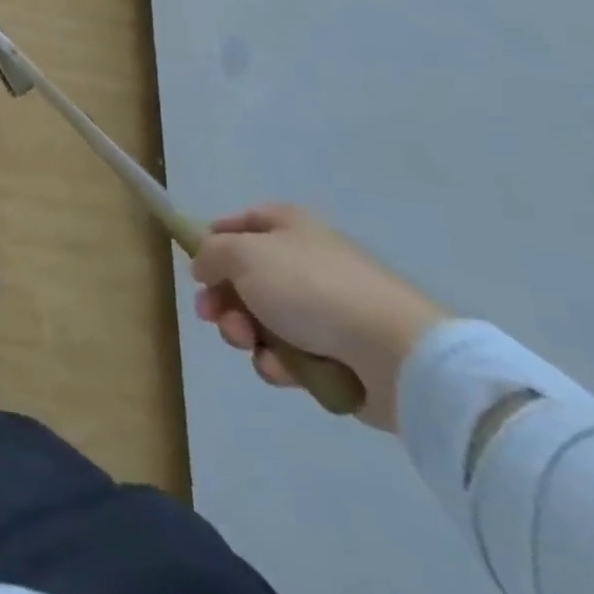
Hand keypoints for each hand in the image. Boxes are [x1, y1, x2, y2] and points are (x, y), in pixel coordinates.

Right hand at [191, 205, 447, 430]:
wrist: (395, 355)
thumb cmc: (311, 288)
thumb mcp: (242, 254)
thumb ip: (210, 254)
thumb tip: (205, 267)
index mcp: (288, 227)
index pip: (238, 223)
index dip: (213, 242)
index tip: (197, 268)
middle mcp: (304, 261)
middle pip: (244, 277)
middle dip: (222, 299)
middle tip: (213, 316)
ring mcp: (324, 309)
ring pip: (262, 319)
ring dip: (244, 333)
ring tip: (249, 344)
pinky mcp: (337, 354)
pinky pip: (290, 355)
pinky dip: (278, 363)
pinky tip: (282, 369)